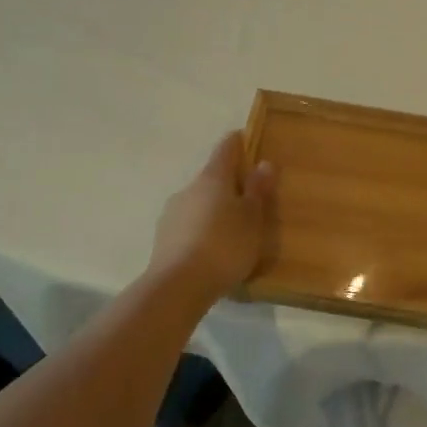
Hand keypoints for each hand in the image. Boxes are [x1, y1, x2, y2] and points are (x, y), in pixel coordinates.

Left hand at [148, 132, 275, 300]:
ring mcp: (172, 213)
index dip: (238, 142)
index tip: (248, 140)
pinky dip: (202, 230)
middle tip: (250, 198)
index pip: (226, 148)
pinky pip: (189, 225)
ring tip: (233, 230)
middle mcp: (189, 188)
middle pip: (212, 177)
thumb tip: (263, 162)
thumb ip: (258, 190)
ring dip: (214, 209)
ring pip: (199, 202)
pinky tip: (213, 250)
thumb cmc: (224, 246)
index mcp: (213, 178)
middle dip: (229, 184)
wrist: (178, 286)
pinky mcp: (163, 238)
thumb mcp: (252, 219)